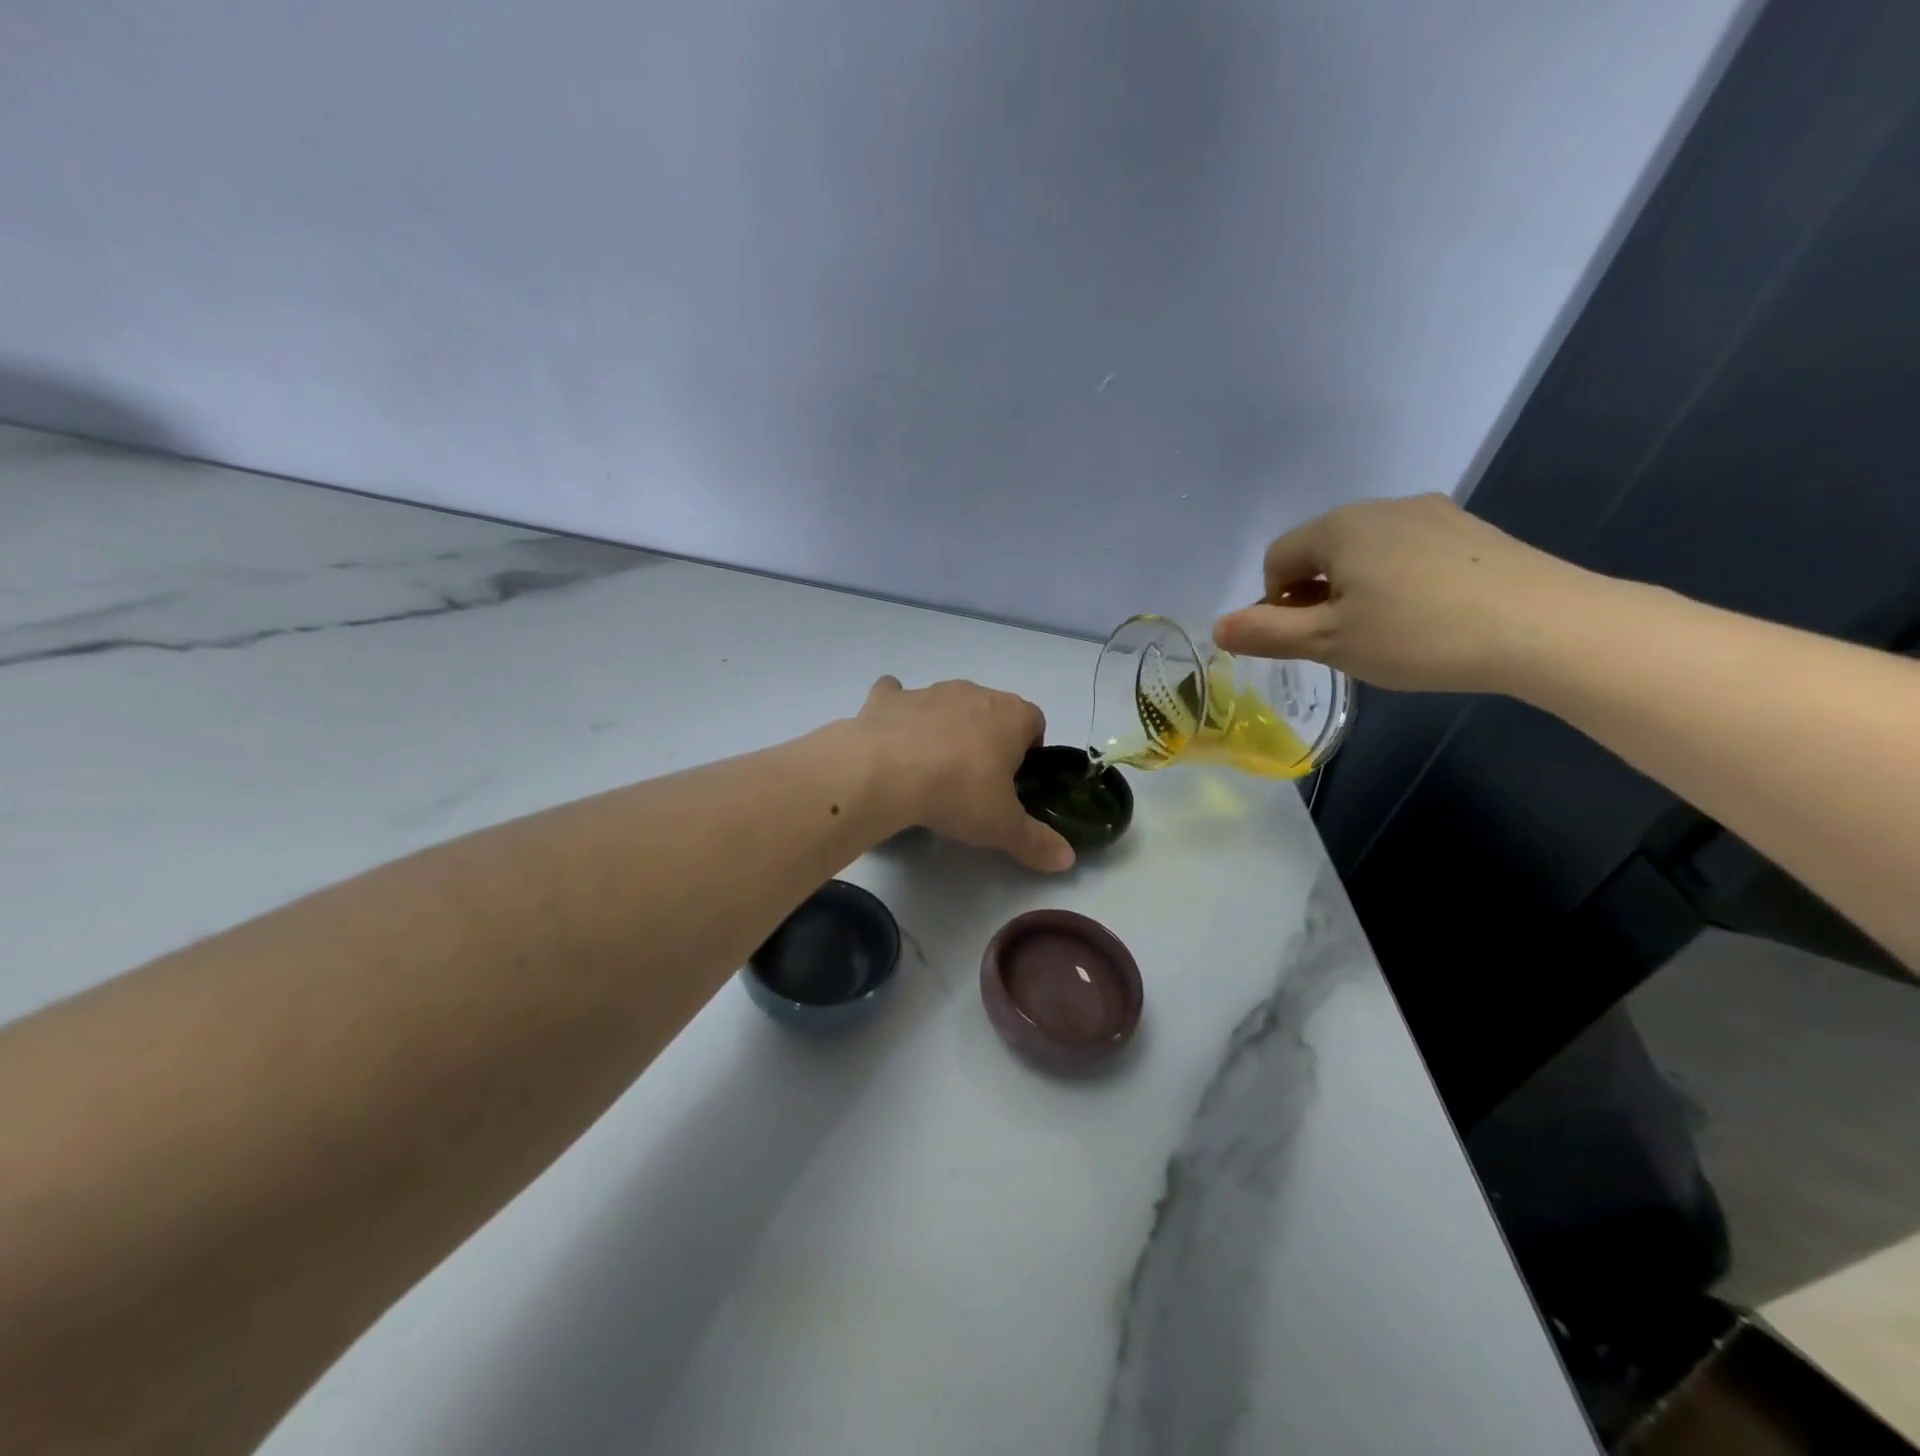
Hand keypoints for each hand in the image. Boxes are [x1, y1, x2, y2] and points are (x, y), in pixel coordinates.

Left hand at [854, 676, 1074, 872]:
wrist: (884, 771)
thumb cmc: (957, 792)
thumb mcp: (1002, 826)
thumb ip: (1036, 841)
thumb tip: (1068, 860)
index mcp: (1011, 716)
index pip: (1035, 722)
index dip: (1029, 750)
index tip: (1015, 781)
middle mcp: (974, 693)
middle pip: (992, 710)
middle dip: (988, 738)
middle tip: (975, 780)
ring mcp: (929, 691)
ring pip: (947, 703)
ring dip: (945, 726)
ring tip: (932, 767)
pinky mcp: (889, 698)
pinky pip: (896, 695)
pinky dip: (897, 712)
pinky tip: (891, 737)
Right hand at [1212, 494, 1604, 693]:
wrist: (1544, 627)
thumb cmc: (1417, 635)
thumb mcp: (1330, 643)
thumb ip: (1266, 634)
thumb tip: (1216, 628)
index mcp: (1338, 528)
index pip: (1278, 559)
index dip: (1275, 603)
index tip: (1304, 639)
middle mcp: (1381, 508)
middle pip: (1322, 550)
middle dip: (1316, 594)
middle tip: (1341, 640)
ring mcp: (1432, 514)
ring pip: (1367, 551)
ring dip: (1357, 588)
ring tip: (1386, 631)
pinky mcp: (1472, 531)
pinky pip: (1410, 552)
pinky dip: (1400, 581)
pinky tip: (1428, 616)